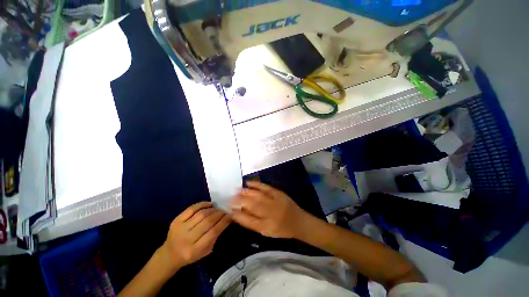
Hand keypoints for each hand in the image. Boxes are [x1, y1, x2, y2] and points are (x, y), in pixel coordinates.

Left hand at [162, 202, 230, 269]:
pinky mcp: (176, 220)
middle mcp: (186, 239)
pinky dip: (202, 204)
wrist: (169, 254)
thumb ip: (215, 236)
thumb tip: (227, 219)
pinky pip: (192, 209)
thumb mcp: (205, 251)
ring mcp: (180, 228)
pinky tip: (210, 204)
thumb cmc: (191, 255)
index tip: (231, 215)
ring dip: (213, 209)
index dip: (224, 222)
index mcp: (194, 250)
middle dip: (219, 214)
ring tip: (218, 208)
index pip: (213, 232)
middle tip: (225, 210)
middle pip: (207, 221)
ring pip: (201, 214)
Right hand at [229, 181, 309, 238]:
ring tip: (237, 191)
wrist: (298, 221)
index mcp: (265, 226)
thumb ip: (251, 223)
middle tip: (230, 198)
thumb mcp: (265, 231)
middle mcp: (269, 213)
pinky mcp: (278, 193)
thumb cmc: (280, 229)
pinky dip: (256, 184)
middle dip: (238, 200)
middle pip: (250, 205)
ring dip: (245, 192)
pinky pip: (265, 187)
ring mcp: (274, 201)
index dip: (236, 214)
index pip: (247, 220)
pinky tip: (248, 183)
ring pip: (256, 195)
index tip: (228, 209)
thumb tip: (237, 214)